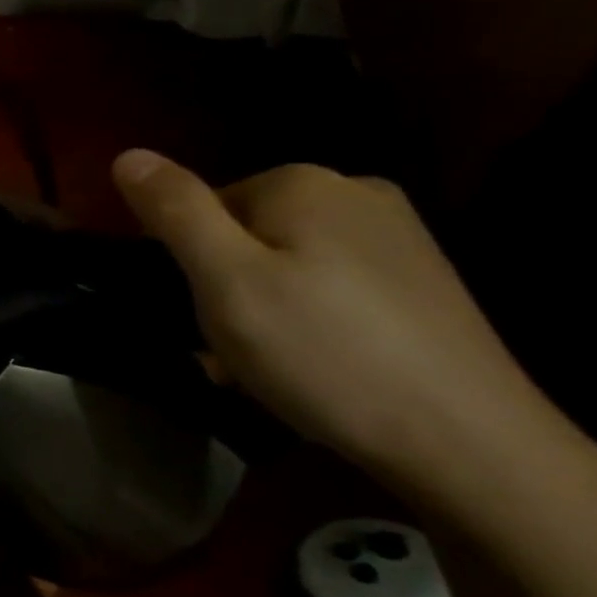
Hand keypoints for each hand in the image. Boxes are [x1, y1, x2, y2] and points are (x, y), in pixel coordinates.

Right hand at [111, 150, 549, 488]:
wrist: (468, 441)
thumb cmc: (322, 351)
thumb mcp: (225, 280)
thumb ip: (174, 211)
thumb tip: (127, 155)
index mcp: (302, 183)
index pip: (200, 206)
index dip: (185, 264)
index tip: (197, 317)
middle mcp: (355, 192)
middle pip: (243, 233)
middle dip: (223, 288)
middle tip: (227, 352)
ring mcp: (398, 236)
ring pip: (284, 263)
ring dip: (259, 309)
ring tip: (269, 368)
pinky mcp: (422, 281)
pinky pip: (328, 287)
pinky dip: (306, 320)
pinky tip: (316, 366)